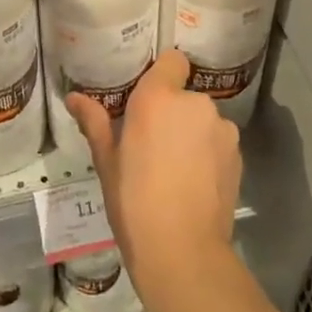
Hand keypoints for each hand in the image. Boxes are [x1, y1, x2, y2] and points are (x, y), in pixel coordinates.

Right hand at [68, 50, 241, 300]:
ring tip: (175, 168)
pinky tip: (193, 183)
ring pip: (203, 120)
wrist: (182, 251)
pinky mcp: (238, 155)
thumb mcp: (106, 161)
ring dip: (191, 133)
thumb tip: (73, 97)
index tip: (148, 96)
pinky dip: (208, 154)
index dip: (162, 73)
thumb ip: (94, 122)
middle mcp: (195, 104)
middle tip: (152, 143)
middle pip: (185, 94)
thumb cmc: (133, 201)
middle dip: (172, 112)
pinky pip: (218, 142)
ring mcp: (221, 129)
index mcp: (159, 98)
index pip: (172, 60)